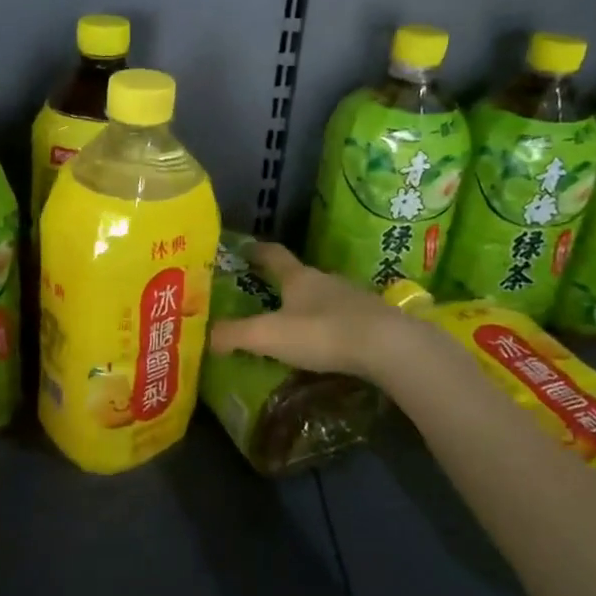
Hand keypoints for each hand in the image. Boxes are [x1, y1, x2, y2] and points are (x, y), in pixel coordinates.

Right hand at [206, 242, 419, 380]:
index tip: (244, 249)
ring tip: (293, 323)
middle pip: (300, 276)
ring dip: (308, 306)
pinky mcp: (373, 320)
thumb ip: (235, 335)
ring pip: (323, 297)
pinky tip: (326, 343)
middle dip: (282, 283)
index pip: (273, 255)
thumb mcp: (269, 335)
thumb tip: (206, 336)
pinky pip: (343, 318)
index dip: (257, 251)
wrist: (389, 347)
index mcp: (299, 278)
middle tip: (264, 294)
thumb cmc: (323, 333)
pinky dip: (330, 325)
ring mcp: (353, 299)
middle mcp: (326, 280)